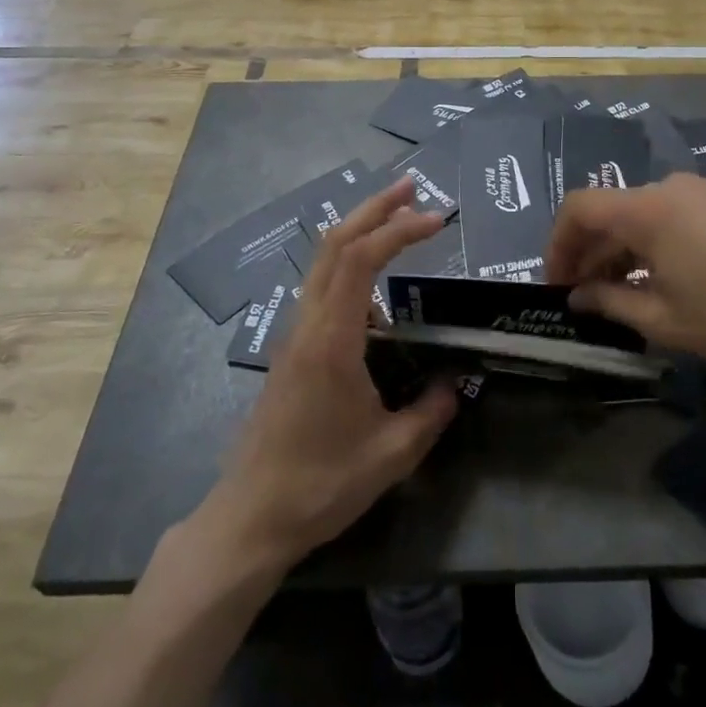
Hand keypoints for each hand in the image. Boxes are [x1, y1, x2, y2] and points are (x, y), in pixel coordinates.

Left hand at [208, 180, 458, 570]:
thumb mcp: (391, 455)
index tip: (437, 219)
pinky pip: (321, 289)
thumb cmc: (320, 485)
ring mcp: (295, 334)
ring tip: (399, 222)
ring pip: (323, 262)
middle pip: (335, 243)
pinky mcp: (292, 351)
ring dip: (359, 232)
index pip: (361, 259)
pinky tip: (377, 290)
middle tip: (413, 188)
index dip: (398, 230)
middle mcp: (308, 323)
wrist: (249, 519)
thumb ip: (431, 413)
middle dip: (374, 209)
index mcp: (332, 339)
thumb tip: (455, 384)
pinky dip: (350, 265)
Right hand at [545, 172, 705, 382]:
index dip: (558, 244)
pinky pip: (679, 214)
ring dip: (626, 247)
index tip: (558, 283)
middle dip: (591, 250)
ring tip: (626, 291)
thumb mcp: (664, 320)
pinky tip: (670, 277)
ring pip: (647, 212)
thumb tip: (578, 297)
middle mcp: (673, 187)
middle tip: (586, 295)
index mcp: (648, 209)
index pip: (580, 208)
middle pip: (614, 210)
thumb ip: (610, 302)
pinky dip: (659, 240)